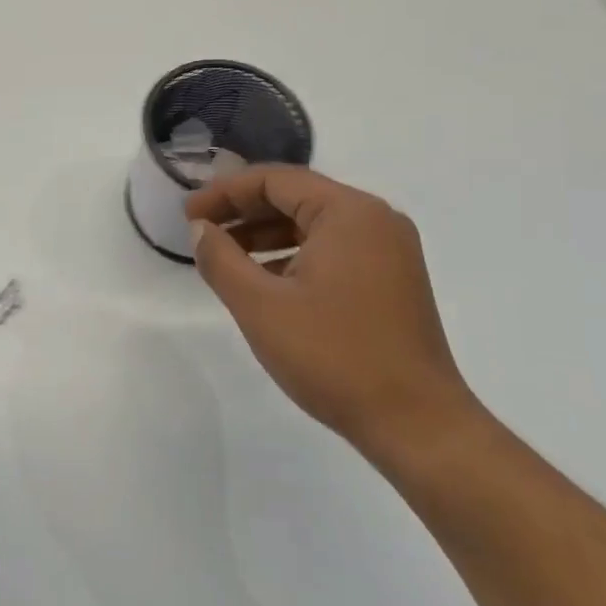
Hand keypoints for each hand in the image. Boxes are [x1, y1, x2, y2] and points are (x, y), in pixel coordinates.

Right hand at [185, 167, 477, 458]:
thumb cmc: (334, 356)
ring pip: (312, 224)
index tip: (188, 214)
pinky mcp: (391, 280)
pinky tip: (263, 280)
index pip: (275, 180)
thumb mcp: (260, 305)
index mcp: (349, 213)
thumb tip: (200, 228)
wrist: (417, 425)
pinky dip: (292, 255)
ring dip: (265, 234)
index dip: (224, 192)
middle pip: (295, 196)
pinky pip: (332, 249)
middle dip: (243, 211)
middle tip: (199, 229)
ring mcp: (389, 251)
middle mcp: (375, 220)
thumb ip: (220, 258)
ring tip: (223, 255)